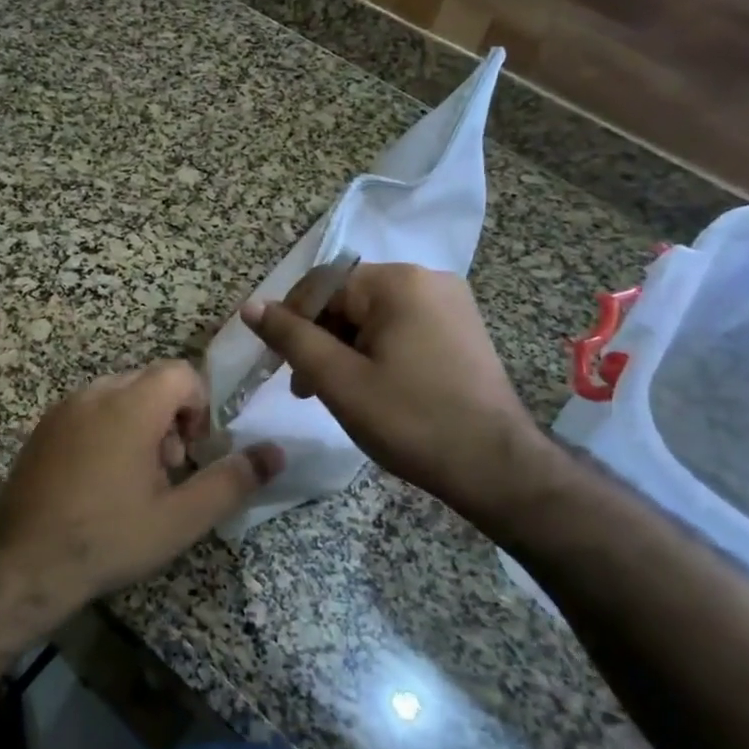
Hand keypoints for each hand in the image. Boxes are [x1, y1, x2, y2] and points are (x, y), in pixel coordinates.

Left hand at [0, 361, 283, 610]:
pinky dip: (109, 427)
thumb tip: (276, 453)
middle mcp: (96, 394)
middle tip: (166, 469)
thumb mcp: (180, 518)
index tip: (193, 451)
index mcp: (131, 406)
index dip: (198, 406)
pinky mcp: (45, 426)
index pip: (180, 372)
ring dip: (140, 422)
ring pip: (120, 394)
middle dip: (170, 417)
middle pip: (150, 381)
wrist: (24, 562)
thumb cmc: (109, 538)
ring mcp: (65, 408)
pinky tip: (101, 479)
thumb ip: (231, 481)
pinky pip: (91, 408)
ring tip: (136, 478)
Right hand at [242, 263, 541, 524]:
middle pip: (348, 299)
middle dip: (320, 339)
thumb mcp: (338, 380)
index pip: (322, 285)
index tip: (280, 365)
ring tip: (335, 393)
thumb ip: (291, 338)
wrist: (497, 468)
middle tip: (304, 387)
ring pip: (373, 316)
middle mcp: (427, 279)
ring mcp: (450, 303)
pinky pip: (401, 327)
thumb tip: (251, 306)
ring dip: (345, 349)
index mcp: (397, 282)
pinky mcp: (461, 329)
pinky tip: (372, 388)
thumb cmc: (411, 420)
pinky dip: (376, 351)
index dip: (292, 321)